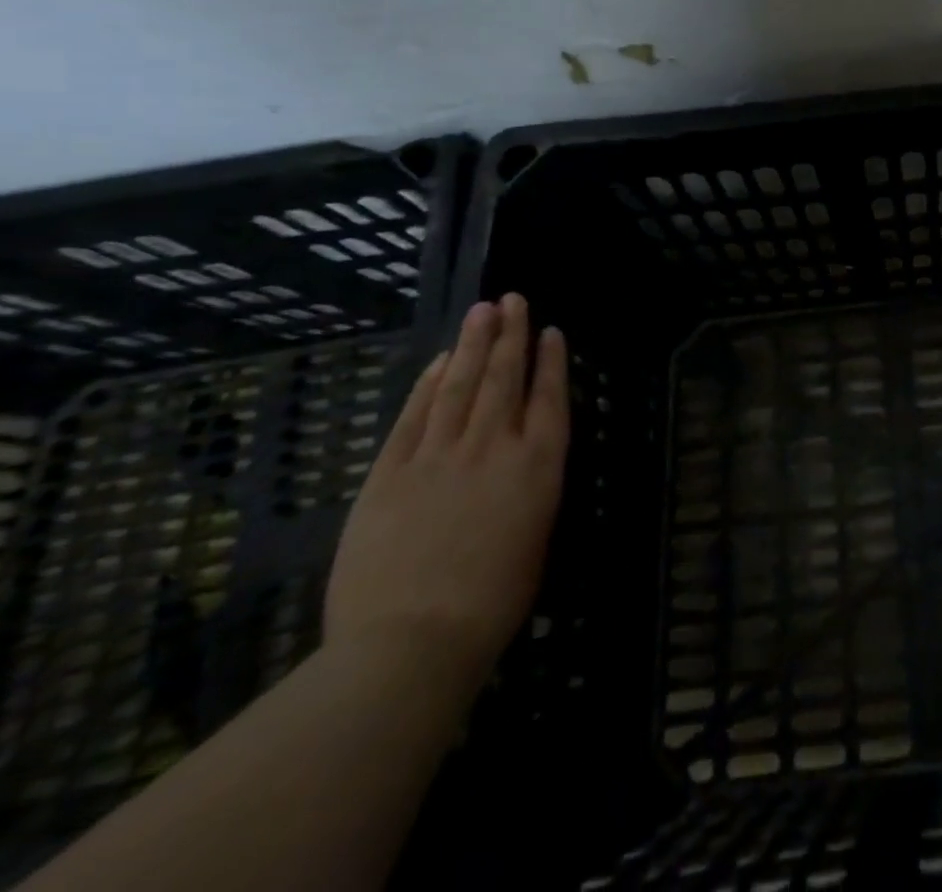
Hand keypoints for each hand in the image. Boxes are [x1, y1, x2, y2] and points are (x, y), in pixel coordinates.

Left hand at [325, 295, 569, 695]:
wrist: (411, 642)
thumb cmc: (492, 602)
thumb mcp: (536, 538)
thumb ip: (531, 488)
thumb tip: (524, 459)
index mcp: (537, 467)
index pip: (549, 398)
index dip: (550, 362)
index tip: (550, 331)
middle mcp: (494, 448)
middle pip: (503, 379)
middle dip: (510, 335)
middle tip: (511, 299)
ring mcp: (439, 456)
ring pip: (460, 386)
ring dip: (472, 345)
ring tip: (482, 311)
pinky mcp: (390, 473)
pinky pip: (414, 417)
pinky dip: (428, 384)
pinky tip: (439, 362)